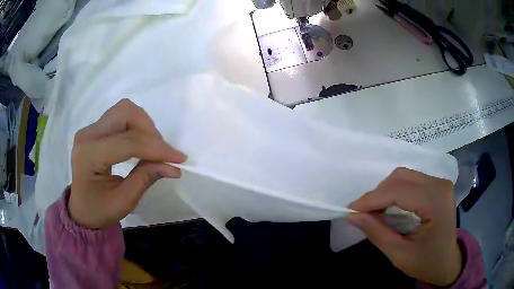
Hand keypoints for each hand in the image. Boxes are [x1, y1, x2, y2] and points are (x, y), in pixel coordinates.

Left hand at [69, 99, 186, 229]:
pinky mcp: (94, 129)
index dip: (156, 148)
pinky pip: (120, 116)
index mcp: (89, 156)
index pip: (128, 142)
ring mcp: (90, 129)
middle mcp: (87, 135)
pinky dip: (136, 126)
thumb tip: (173, 167)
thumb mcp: (124, 201)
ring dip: (143, 125)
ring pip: (123, 110)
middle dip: (149, 130)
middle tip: (162, 152)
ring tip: (152, 148)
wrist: (81, 209)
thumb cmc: (100, 210)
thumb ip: (146, 178)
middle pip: (125, 113)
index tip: (179, 158)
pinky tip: (140, 144)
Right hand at [347, 168, 461, 286]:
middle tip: (362, 213)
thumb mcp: (399, 255)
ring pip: (404, 175)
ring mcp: (439, 182)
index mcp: (436, 202)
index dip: (372, 199)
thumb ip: (377, 233)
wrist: (447, 262)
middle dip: (378, 194)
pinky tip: (388, 206)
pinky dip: (395, 191)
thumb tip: (353, 215)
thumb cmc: (426, 262)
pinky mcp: (436, 185)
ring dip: (385, 191)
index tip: (350, 210)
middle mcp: (439, 184)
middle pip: (401, 177)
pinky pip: (410, 180)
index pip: (398, 191)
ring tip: (374, 211)